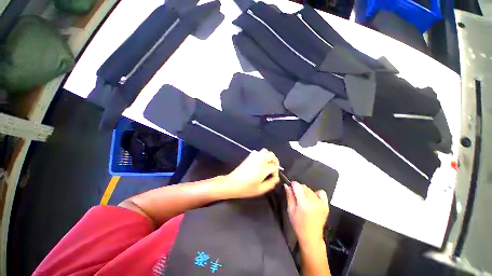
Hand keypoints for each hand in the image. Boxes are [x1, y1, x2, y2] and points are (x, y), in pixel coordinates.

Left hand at [221, 149, 279, 198]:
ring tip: (268, 164)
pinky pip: (258, 152)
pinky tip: (260, 162)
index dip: (276, 173)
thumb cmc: (246, 188)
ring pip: (265, 151)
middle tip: (274, 169)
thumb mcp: (260, 190)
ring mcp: (254, 157)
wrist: (232, 183)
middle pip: (272, 155)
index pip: (274, 167)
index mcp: (263, 168)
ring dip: (269, 156)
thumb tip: (276, 179)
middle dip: (275, 161)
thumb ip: (270, 184)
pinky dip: (262, 155)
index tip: (273, 179)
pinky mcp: (249, 156)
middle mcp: (260, 160)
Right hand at [284, 182, 328, 247]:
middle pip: (304, 186)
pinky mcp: (326, 205)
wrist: (311, 236)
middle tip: (296, 196)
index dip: (292, 185)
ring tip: (304, 199)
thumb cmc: (298, 224)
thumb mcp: (290, 210)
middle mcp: (313, 201)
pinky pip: (321, 193)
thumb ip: (289, 196)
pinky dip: (316, 193)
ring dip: (305, 191)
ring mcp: (321, 203)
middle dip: (298, 188)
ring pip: (310, 189)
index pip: (297, 185)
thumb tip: (286, 185)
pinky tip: (312, 199)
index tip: (290, 188)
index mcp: (303, 203)